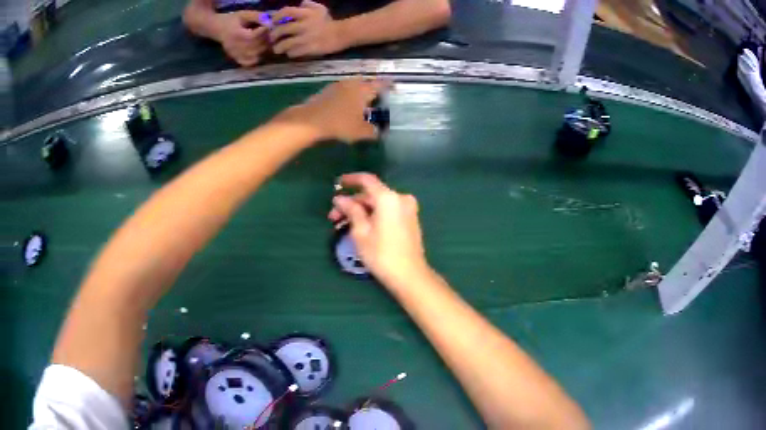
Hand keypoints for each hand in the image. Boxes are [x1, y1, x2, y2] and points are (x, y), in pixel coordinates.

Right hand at [212, 12, 268, 66]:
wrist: (217, 28)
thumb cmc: (232, 19)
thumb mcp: (244, 14)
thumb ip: (257, 17)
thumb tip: (270, 23)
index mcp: (236, 34)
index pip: (253, 36)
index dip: (264, 31)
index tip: (269, 25)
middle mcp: (234, 47)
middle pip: (254, 47)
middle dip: (266, 40)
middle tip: (270, 33)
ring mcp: (234, 54)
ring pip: (253, 56)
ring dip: (263, 49)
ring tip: (266, 40)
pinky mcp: (235, 58)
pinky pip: (248, 63)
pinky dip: (257, 58)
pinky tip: (259, 50)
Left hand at [269, 0, 347, 57]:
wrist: (341, 35)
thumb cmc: (328, 22)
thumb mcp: (320, 9)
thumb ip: (308, 5)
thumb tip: (298, 4)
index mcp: (306, 14)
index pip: (286, 11)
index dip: (276, 17)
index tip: (272, 22)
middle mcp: (304, 25)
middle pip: (282, 29)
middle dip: (274, 35)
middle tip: (272, 39)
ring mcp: (306, 38)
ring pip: (284, 44)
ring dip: (279, 47)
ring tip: (278, 49)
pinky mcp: (309, 49)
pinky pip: (292, 53)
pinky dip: (290, 53)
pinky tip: (291, 52)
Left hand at [274, 78, 389, 142]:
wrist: (310, 120)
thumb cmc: (339, 123)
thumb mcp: (360, 131)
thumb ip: (372, 131)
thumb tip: (378, 131)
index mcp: (364, 90)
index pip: (380, 84)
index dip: (388, 85)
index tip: (393, 85)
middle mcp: (352, 83)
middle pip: (365, 82)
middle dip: (371, 87)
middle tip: (376, 96)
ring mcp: (338, 85)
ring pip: (352, 85)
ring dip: (357, 92)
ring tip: (361, 102)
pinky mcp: (326, 91)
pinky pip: (341, 90)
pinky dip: (346, 96)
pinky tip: (345, 105)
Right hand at [328, 173, 429, 285]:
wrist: (410, 275)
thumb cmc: (381, 254)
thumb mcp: (360, 232)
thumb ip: (351, 210)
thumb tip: (340, 198)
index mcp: (388, 198)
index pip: (366, 180)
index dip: (350, 180)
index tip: (336, 184)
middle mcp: (401, 198)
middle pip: (371, 195)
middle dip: (352, 203)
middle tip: (333, 217)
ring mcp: (408, 209)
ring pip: (378, 204)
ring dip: (361, 211)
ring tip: (342, 225)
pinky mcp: (410, 220)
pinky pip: (387, 211)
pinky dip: (373, 215)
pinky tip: (359, 226)